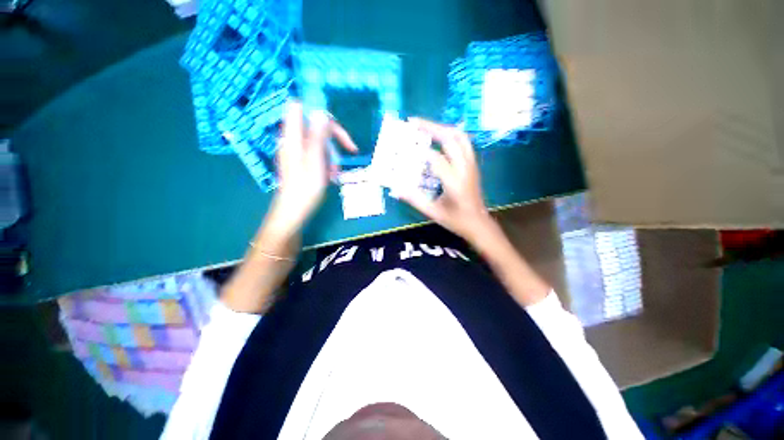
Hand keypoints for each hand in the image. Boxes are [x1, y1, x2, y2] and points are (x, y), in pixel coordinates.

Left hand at [267, 100, 357, 236]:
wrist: (294, 211)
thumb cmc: (305, 188)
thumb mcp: (315, 161)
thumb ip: (317, 137)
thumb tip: (321, 113)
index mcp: (293, 137)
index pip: (301, 108)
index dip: (319, 112)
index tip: (336, 127)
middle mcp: (293, 141)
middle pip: (315, 126)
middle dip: (334, 139)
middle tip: (350, 150)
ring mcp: (297, 152)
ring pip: (319, 143)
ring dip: (332, 155)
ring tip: (335, 172)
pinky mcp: (301, 162)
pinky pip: (317, 155)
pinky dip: (327, 163)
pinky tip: (330, 176)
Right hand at [400, 118, 495, 244]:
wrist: (479, 223)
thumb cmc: (456, 220)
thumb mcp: (433, 213)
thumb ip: (415, 200)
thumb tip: (396, 189)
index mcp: (454, 183)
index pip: (437, 159)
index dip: (421, 151)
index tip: (406, 147)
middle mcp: (465, 169)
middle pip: (452, 139)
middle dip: (432, 127)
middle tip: (413, 122)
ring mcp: (471, 165)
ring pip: (460, 137)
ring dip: (442, 127)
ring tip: (425, 126)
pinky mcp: (473, 164)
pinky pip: (464, 142)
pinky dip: (451, 134)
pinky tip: (440, 135)